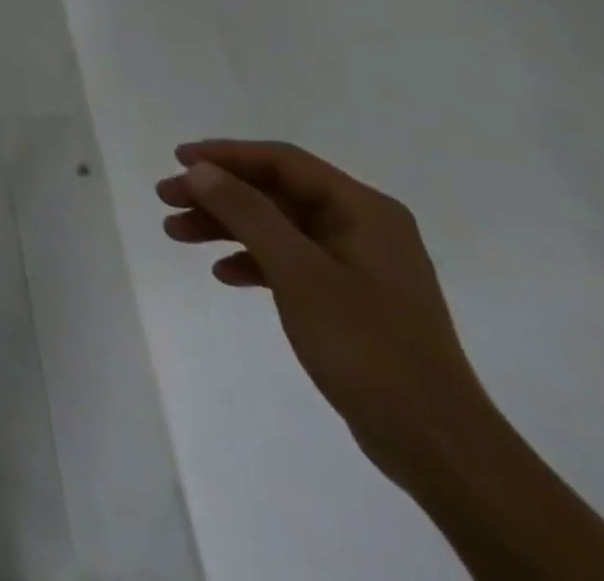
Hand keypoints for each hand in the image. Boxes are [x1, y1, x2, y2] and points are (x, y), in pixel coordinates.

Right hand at [156, 139, 493, 485]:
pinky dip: (251, 260)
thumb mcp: (299, 272)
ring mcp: (356, 263)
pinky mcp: (348, 298)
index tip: (177, 159)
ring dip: (225, 225)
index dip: (226, 155)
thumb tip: (200, 169)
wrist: (438, 447)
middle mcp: (362, 226)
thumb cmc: (368, 347)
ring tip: (175, 233)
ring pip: (275, 226)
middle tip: (166, 198)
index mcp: (362, 210)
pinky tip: (222, 273)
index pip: (282, 162)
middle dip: (217, 193)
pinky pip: (288, 260)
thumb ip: (248, 213)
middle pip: (274, 192)